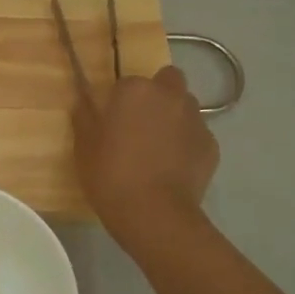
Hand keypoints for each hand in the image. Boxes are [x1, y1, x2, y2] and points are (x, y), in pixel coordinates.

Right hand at [73, 66, 218, 248]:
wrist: (154, 213)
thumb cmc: (111, 175)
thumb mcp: (83, 147)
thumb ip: (84, 117)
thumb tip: (83, 102)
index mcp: (136, 90)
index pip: (127, 83)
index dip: (120, 101)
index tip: (112, 122)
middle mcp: (170, 96)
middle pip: (168, 81)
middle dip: (157, 95)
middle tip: (141, 125)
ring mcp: (196, 120)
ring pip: (186, 107)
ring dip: (174, 118)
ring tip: (159, 149)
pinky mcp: (211, 146)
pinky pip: (197, 136)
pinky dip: (187, 145)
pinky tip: (174, 168)